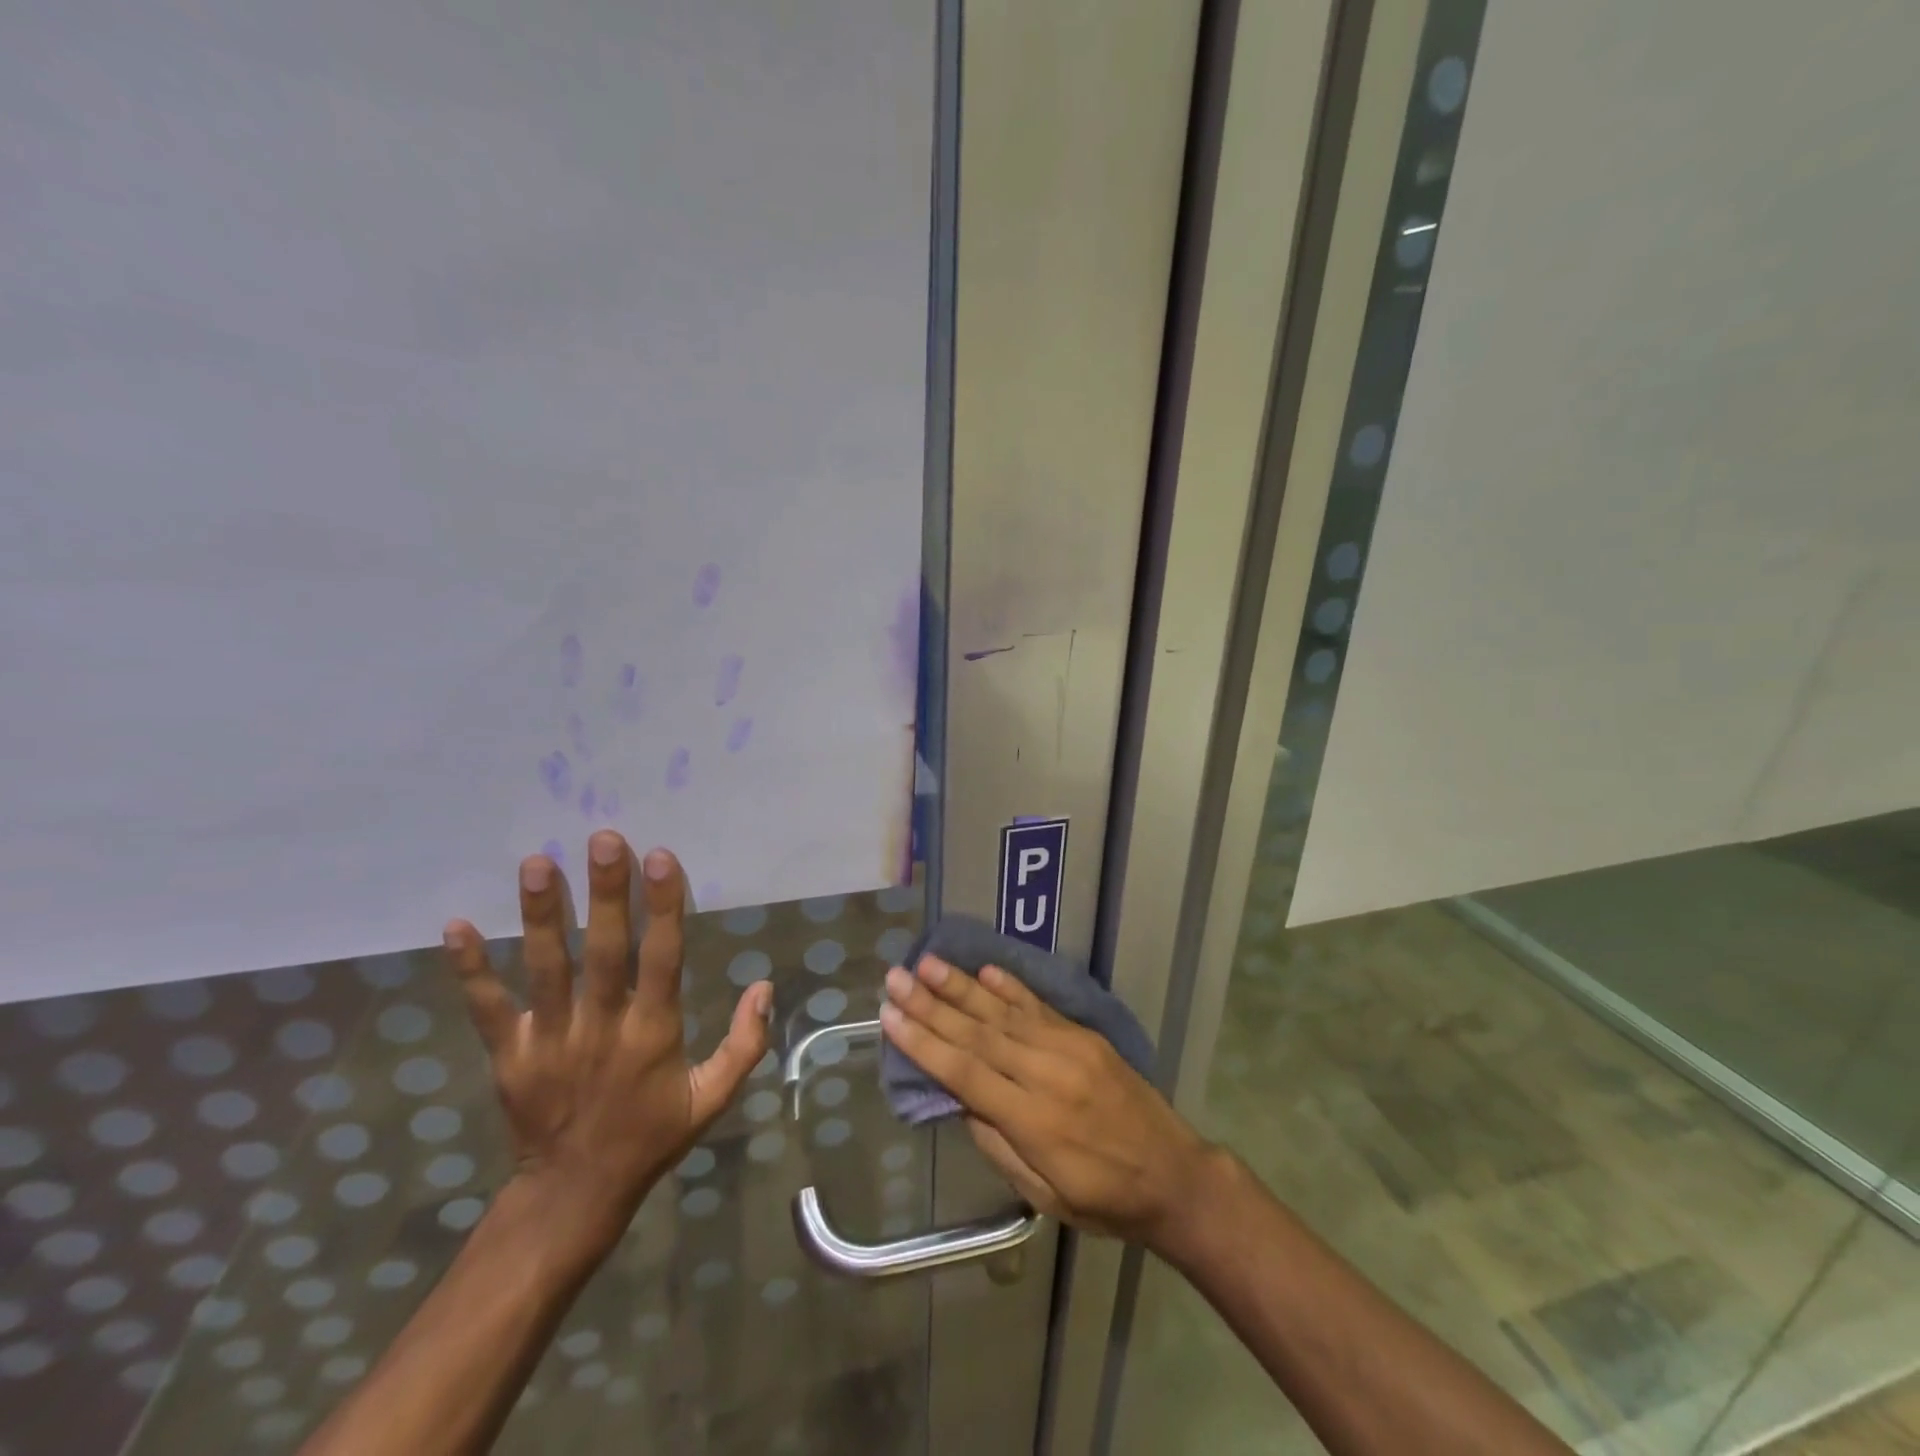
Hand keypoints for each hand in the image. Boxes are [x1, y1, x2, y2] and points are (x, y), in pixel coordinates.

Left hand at [442, 832, 771, 1259]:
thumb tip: (764, 985)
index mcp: (654, 1033)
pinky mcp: (510, 1056)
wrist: (574, 1195)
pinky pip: (488, 1009)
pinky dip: (471, 970)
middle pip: (604, 951)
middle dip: (605, 893)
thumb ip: (744, 1043)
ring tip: (537, 863)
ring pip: (546, 969)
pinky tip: (456, 926)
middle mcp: (602, 1028)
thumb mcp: (713, 1098)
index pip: (662, 958)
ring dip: (541, 916)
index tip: (661, 858)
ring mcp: (550, 1041)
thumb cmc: (652, 1136)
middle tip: (603, 839)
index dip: (663, 907)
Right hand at [879, 957, 1213, 1250]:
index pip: (965, 1072)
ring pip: (1004, 1012)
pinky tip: (984, 970)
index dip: (924, 1044)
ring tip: (928, 963)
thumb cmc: (1104, 1200)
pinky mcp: (1085, 1036)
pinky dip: (1010, 986)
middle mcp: (1047, 1073)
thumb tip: (958, 1099)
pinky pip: (1040, 1006)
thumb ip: (998, 1143)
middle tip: (896, 977)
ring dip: (962, 986)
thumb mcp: (1043, 1195)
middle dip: (931, 1004)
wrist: (1175, 1176)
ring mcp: (1069, 1048)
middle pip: (978, 1033)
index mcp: (1034, 1121)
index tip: (890, 1017)